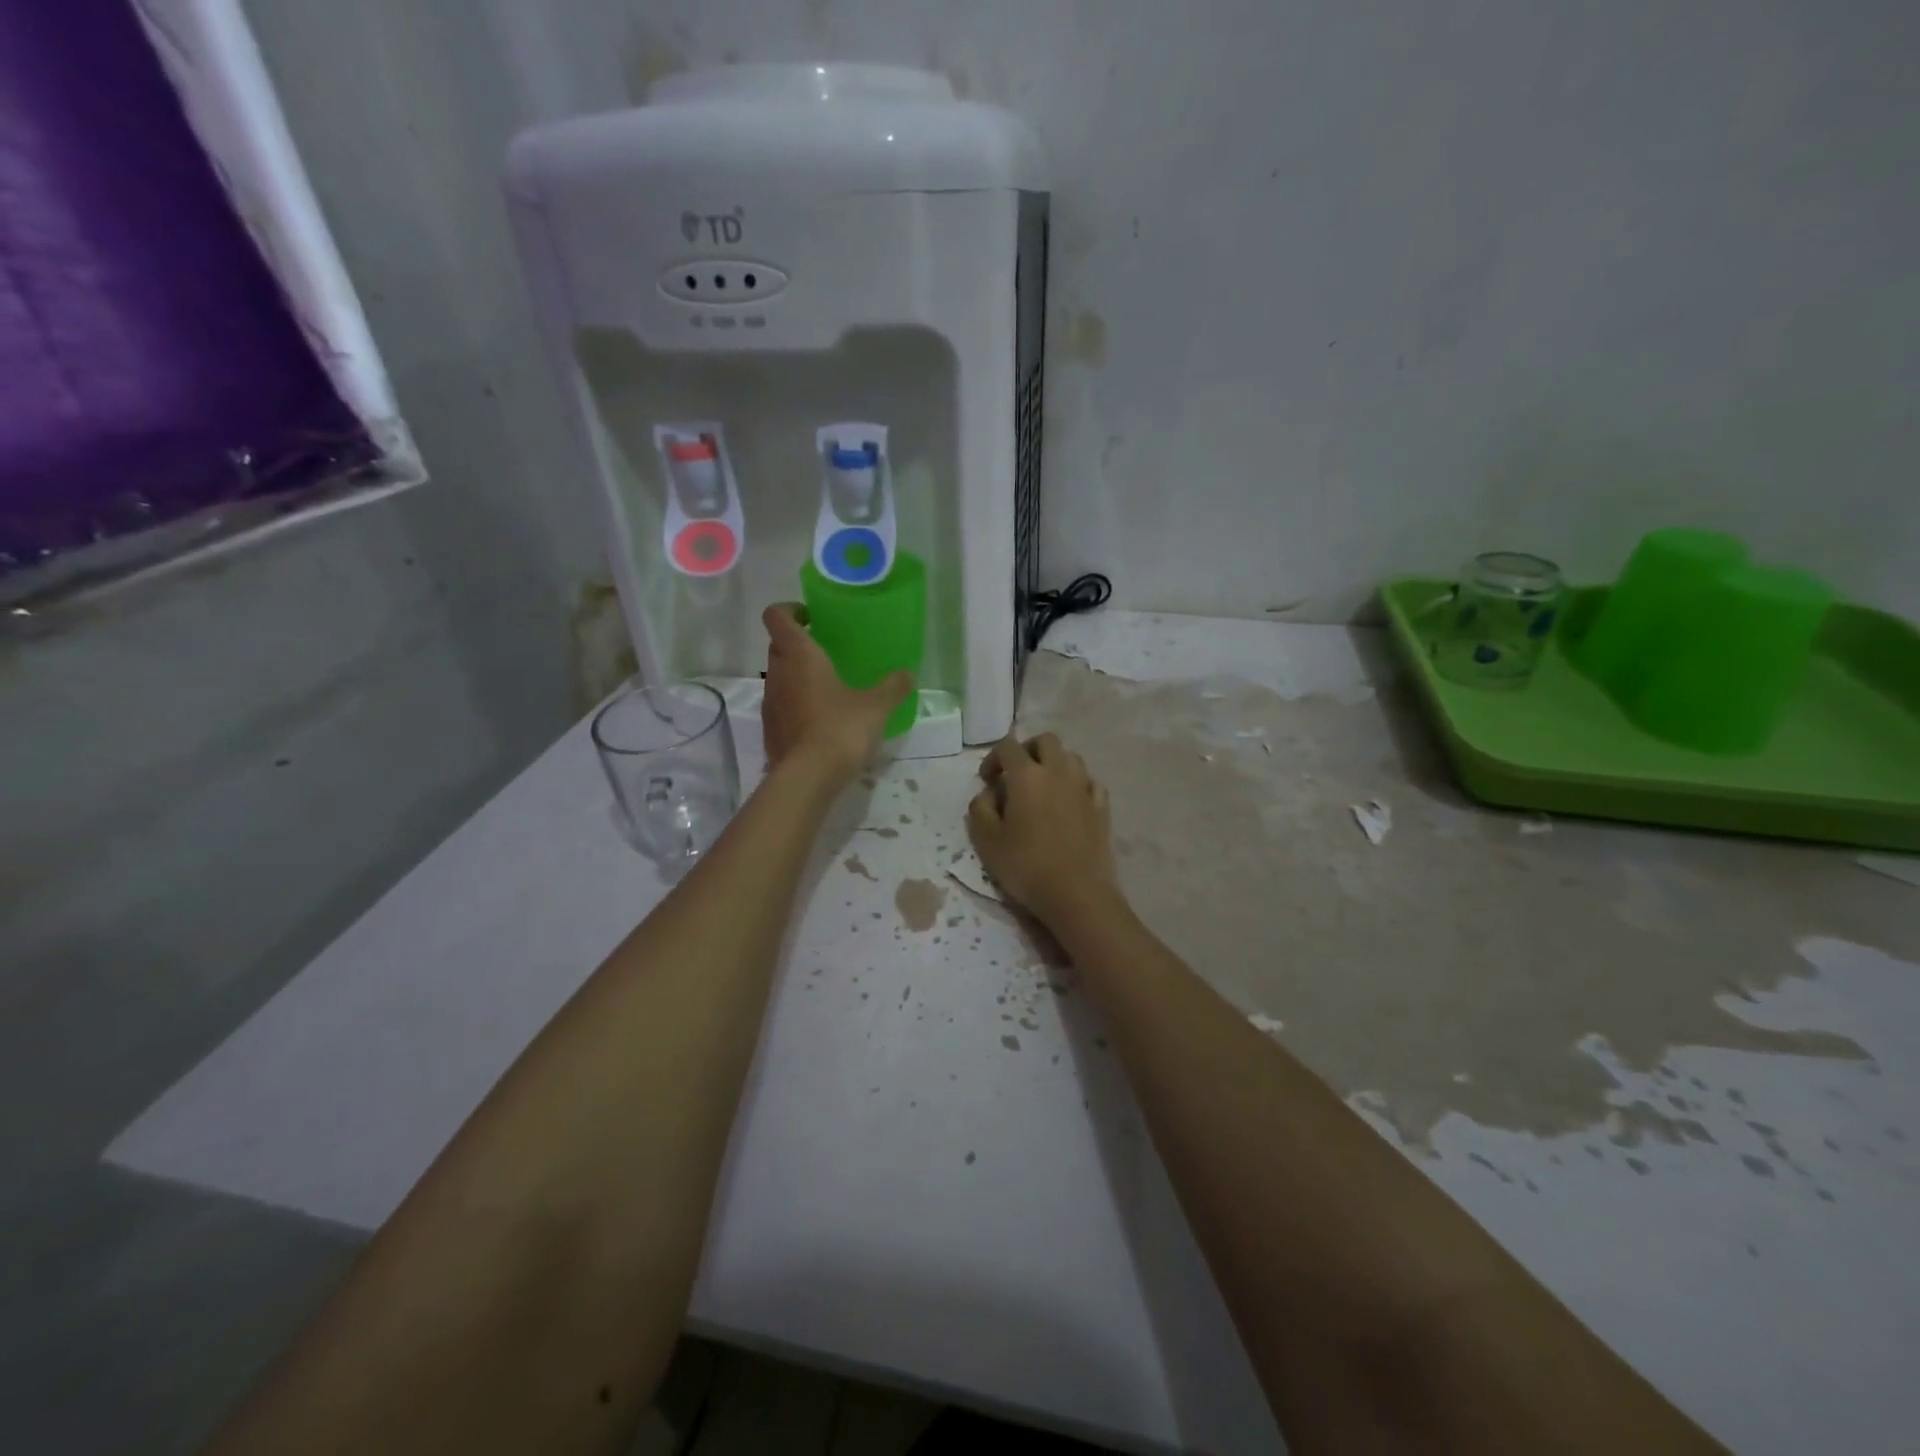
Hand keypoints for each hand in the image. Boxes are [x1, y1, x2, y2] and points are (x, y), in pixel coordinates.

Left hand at [761, 603, 912, 783]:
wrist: (807, 778)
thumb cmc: (840, 729)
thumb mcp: (876, 707)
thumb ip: (892, 687)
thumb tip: (908, 674)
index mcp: (799, 655)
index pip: (777, 616)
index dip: (789, 610)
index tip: (811, 617)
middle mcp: (777, 673)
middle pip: (777, 645)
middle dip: (797, 644)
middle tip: (827, 652)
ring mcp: (770, 702)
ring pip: (778, 676)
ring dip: (796, 675)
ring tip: (827, 687)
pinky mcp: (770, 729)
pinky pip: (781, 704)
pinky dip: (795, 703)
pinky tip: (820, 719)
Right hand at [967, 733, 1118, 924]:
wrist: (1077, 893)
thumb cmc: (1026, 865)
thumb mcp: (986, 840)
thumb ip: (980, 809)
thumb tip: (988, 793)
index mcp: (1027, 775)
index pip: (1008, 746)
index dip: (993, 758)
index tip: (987, 780)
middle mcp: (1058, 771)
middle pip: (1046, 740)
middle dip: (1028, 750)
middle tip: (1016, 774)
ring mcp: (1084, 787)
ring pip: (1071, 757)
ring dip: (1054, 764)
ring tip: (1043, 788)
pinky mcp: (1102, 807)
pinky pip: (1089, 782)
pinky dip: (1077, 784)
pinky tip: (1069, 802)